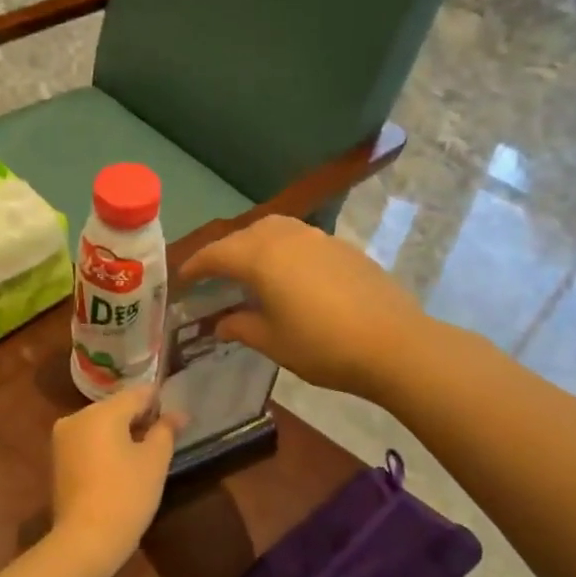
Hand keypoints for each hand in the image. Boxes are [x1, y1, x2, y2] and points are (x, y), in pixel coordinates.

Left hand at [50, 385, 180, 566]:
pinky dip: (105, 445)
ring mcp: (63, 438)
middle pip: (116, 407)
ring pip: (100, 424)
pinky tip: (121, 464)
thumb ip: (166, 430)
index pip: (137, 393)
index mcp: (102, 412)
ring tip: (144, 453)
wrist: (86, 539)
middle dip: (139, 417)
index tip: (176, 416)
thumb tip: (179, 414)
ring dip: (122, 432)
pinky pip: (88, 441)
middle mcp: (77, 417)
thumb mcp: (155, 461)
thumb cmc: (126, 495)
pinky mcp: (58, 458)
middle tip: (163, 437)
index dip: (159, 401)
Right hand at [177, 215, 423, 399]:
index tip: (181, 279)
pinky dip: (283, 250)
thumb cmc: (322, 346)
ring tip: (250, 270)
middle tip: (214, 276)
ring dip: (255, 245)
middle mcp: (287, 237)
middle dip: (225, 252)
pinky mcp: (343, 248)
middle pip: (245, 235)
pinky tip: (289, 277)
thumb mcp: (273, 342)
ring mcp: (319, 238)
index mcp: (261, 257)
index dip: (196, 266)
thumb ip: (241, 327)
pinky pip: (300, 239)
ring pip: (275, 230)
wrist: (393, 344)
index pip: (217, 254)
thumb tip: (221, 323)